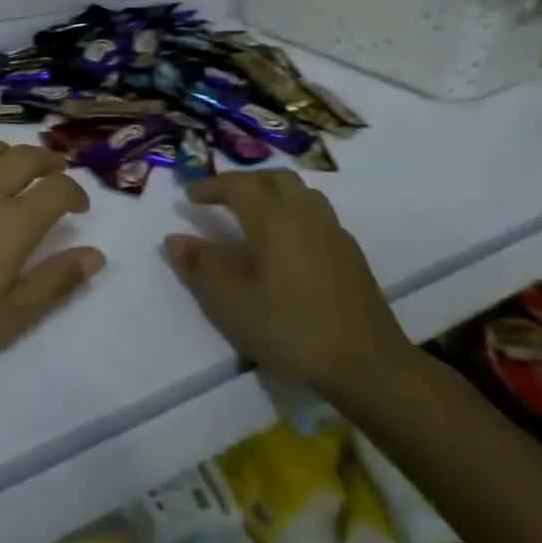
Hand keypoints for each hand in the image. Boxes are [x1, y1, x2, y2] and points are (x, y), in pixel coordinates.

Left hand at [0, 138, 104, 381]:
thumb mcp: (10, 317)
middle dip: (47, 160)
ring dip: (5, 152)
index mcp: (14, 221)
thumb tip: (96, 254)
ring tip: (8, 168)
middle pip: (25, 157)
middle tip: (54, 172)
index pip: (58, 189)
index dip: (75, 192)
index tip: (79, 207)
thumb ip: (55, 282)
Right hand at [163, 170, 413, 402]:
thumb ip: (201, 266)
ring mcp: (333, 232)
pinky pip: (316, 214)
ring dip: (271, 193)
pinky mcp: (350, 254)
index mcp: (273, 219)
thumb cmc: (290, 328)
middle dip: (243, 182)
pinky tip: (286, 243)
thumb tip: (174, 238)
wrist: (367, 363)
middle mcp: (305, 214)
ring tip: (252, 213)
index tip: (189, 195)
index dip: (211, 185)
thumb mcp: (232, 302)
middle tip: (220, 198)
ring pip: (300, 193)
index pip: (238, 185)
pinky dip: (292, 213)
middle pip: (273, 179)